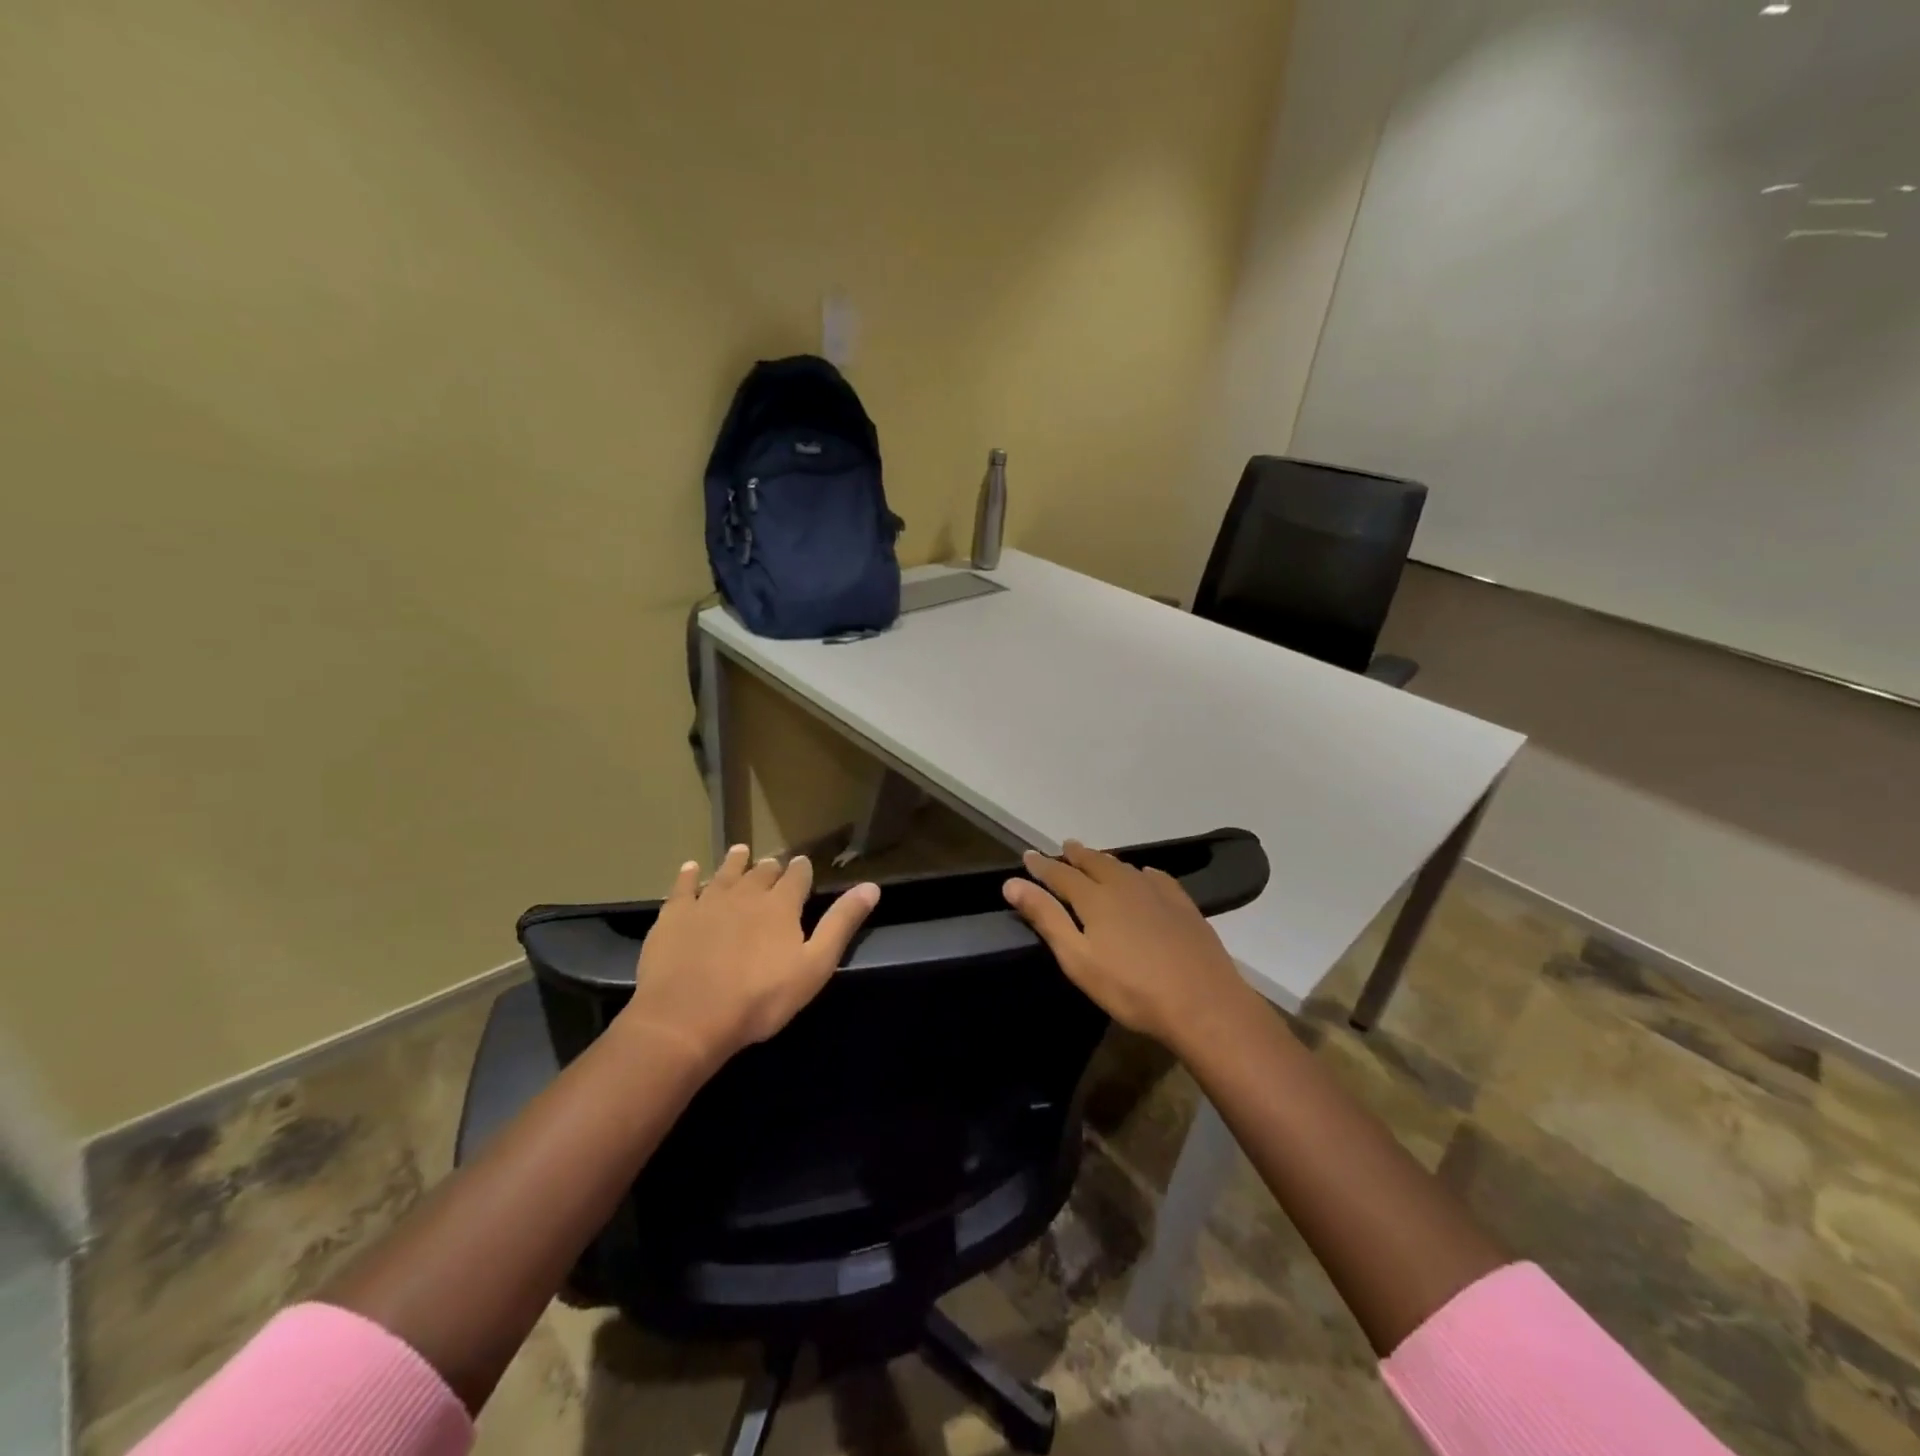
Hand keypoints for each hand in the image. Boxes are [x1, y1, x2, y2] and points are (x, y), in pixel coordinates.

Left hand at [617, 845, 879, 1068]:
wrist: (687, 1017)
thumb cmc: (760, 998)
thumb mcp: (814, 966)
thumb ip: (841, 924)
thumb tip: (871, 886)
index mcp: (781, 906)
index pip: (797, 877)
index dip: (801, 870)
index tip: (803, 864)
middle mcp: (746, 894)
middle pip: (761, 873)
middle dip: (769, 867)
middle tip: (772, 863)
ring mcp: (707, 902)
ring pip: (725, 873)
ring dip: (734, 862)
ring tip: (740, 851)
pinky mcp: (674, 916)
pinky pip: (683, 888)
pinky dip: (688, 876)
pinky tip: (689, 869)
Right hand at [1002, 840, 1253, 1049]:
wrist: (1203, 1003)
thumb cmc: (1131, 988)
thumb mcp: (1078, 959)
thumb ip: (1046, 918)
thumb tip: (1012, 883)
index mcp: (1095, 898)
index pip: (1060, 874)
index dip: (1042, 865)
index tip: (1027, 856)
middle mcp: (1124, 885)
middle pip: (1095, 862)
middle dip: (1076, 855)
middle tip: (1064, 847)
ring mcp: (1157, 893)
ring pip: (1124, 867)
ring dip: (1105, 860)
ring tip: (1095, 858)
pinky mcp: (1183, 905)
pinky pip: (1156, 878)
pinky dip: (1141, 872)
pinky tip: (1144, 875)